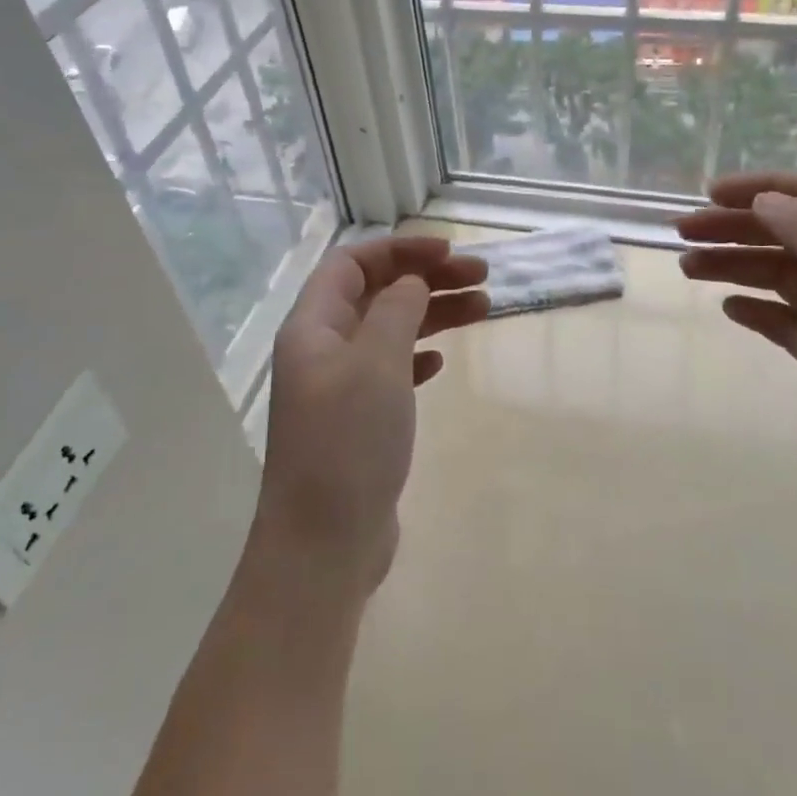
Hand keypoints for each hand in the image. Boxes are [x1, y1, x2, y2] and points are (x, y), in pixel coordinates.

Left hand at [258, 236, 488, 590]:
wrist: (324, 545)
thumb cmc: (348, 443)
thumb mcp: (376, 363)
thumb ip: (396, 310)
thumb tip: (412, 281)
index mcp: (313, 326)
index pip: (352, 263)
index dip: (400, 250)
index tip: (448, 252)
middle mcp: (321, 349)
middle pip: (376, 294)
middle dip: (427, 279)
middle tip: (482, 278)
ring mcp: (338, 387)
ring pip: (389, 331)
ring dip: (432, 314)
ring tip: (483, 308)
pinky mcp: (357, 421)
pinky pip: (390, 370)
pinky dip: (418, 356)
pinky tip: (441, 361)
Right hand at [678, 172, 796, 528]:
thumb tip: (766, 200)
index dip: (765, 186)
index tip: (712, 194)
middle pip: (791, 234)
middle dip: (737, 227)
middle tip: (683, 232)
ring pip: (780, 277)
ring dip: (735, 265)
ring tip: (688, 267)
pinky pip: (782, 321)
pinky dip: (754, 309)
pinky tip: (728, 308)